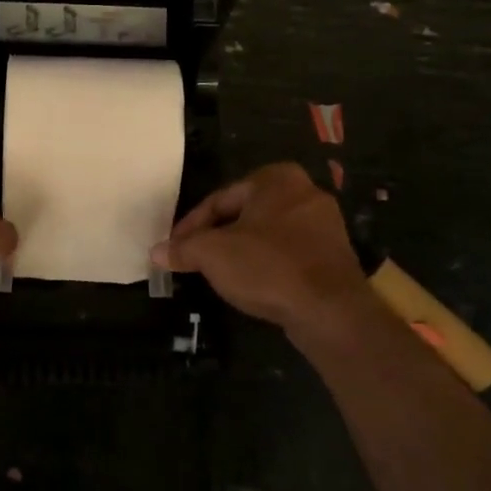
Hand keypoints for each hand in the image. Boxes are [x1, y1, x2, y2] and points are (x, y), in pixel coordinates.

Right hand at [151, 163, 369, 333]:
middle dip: (216, 237)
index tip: (173, 248)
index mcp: (276, 179)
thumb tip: (156, 252)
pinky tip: (252, 284)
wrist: (330, 311)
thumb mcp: (212, 254)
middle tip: (193, 259)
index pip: (219, 199)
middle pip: (244, 215)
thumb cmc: (267, 267)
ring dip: (240, 252)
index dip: (191, 226)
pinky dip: (266, 265)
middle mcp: (305, 192)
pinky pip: (288, 253)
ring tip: (218, 273)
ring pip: (266, 235)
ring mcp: (324, 225)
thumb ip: (183, 249)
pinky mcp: (334, 256)